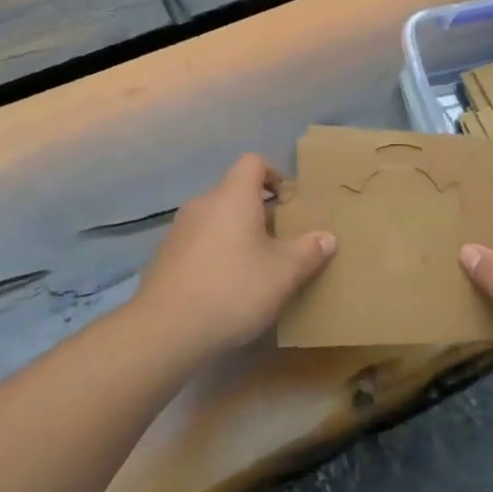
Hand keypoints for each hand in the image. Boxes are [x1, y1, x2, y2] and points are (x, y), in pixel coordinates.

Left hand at [132, 154, 336, 360]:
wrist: (166, 329)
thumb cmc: (233, 289)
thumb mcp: (284, 273)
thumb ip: (309, 251)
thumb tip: (327, 237)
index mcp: (232, 196)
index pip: (253, 162)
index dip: (275, 175)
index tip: (290, 202)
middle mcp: (203, 204)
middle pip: (235, 192)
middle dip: (260, 212)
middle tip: (282, 241)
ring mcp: (179, 229)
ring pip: (217, 219)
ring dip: (238, 234)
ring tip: (257, 266)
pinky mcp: (166, 256)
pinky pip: (200, 241)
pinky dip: (217, 252)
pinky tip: (226, 286)